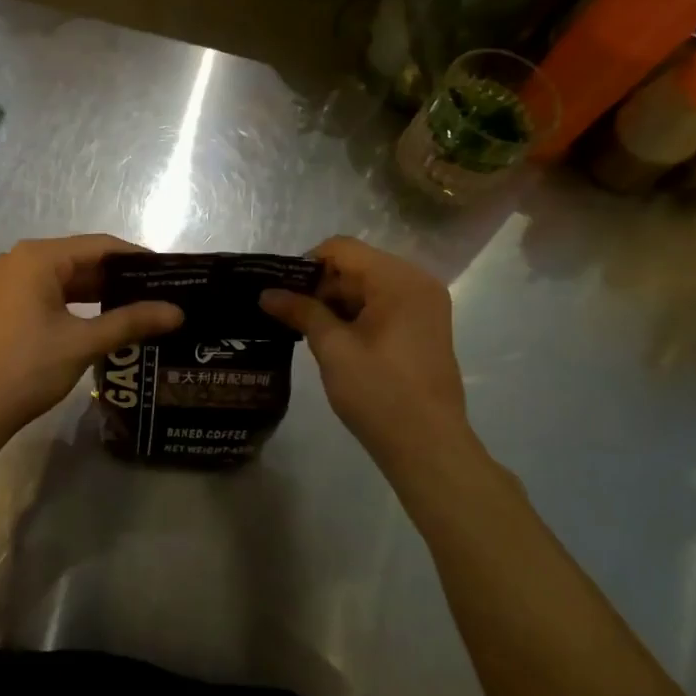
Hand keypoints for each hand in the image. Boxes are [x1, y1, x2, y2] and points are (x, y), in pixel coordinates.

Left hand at [0, 235, 182, 450]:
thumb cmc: (26, 368)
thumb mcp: (82, 343)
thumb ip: (130, 322)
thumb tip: (177, 312)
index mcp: (38, 258)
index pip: (100, 246)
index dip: (136, 258)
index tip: (169, 274)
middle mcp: (20, 260)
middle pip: (81, 259)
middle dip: (119, 278)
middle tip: (160, 294)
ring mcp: (8, 282)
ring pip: (65, 278)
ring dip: (98, 293)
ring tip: (139, 308)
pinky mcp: (4, 304)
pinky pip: (48, 293)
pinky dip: (76, 304)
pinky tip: (103, 320)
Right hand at [261, 236, 479, 500]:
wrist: (428, 446)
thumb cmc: (379, 392)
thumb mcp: (333, 348)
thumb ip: (301, 311)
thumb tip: (267, 293)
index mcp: (398, 279)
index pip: (342, 248)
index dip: (306, 265)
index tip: (282, 292)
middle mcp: (417, 282)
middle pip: (356, 265)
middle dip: (320, 286)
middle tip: (289, 314)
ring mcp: (425, 306)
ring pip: (368, 286)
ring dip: (336, 302)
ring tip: (306, 330)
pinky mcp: (424, 328)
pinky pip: (383, 305)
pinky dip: (356, 315)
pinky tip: (334, 340)